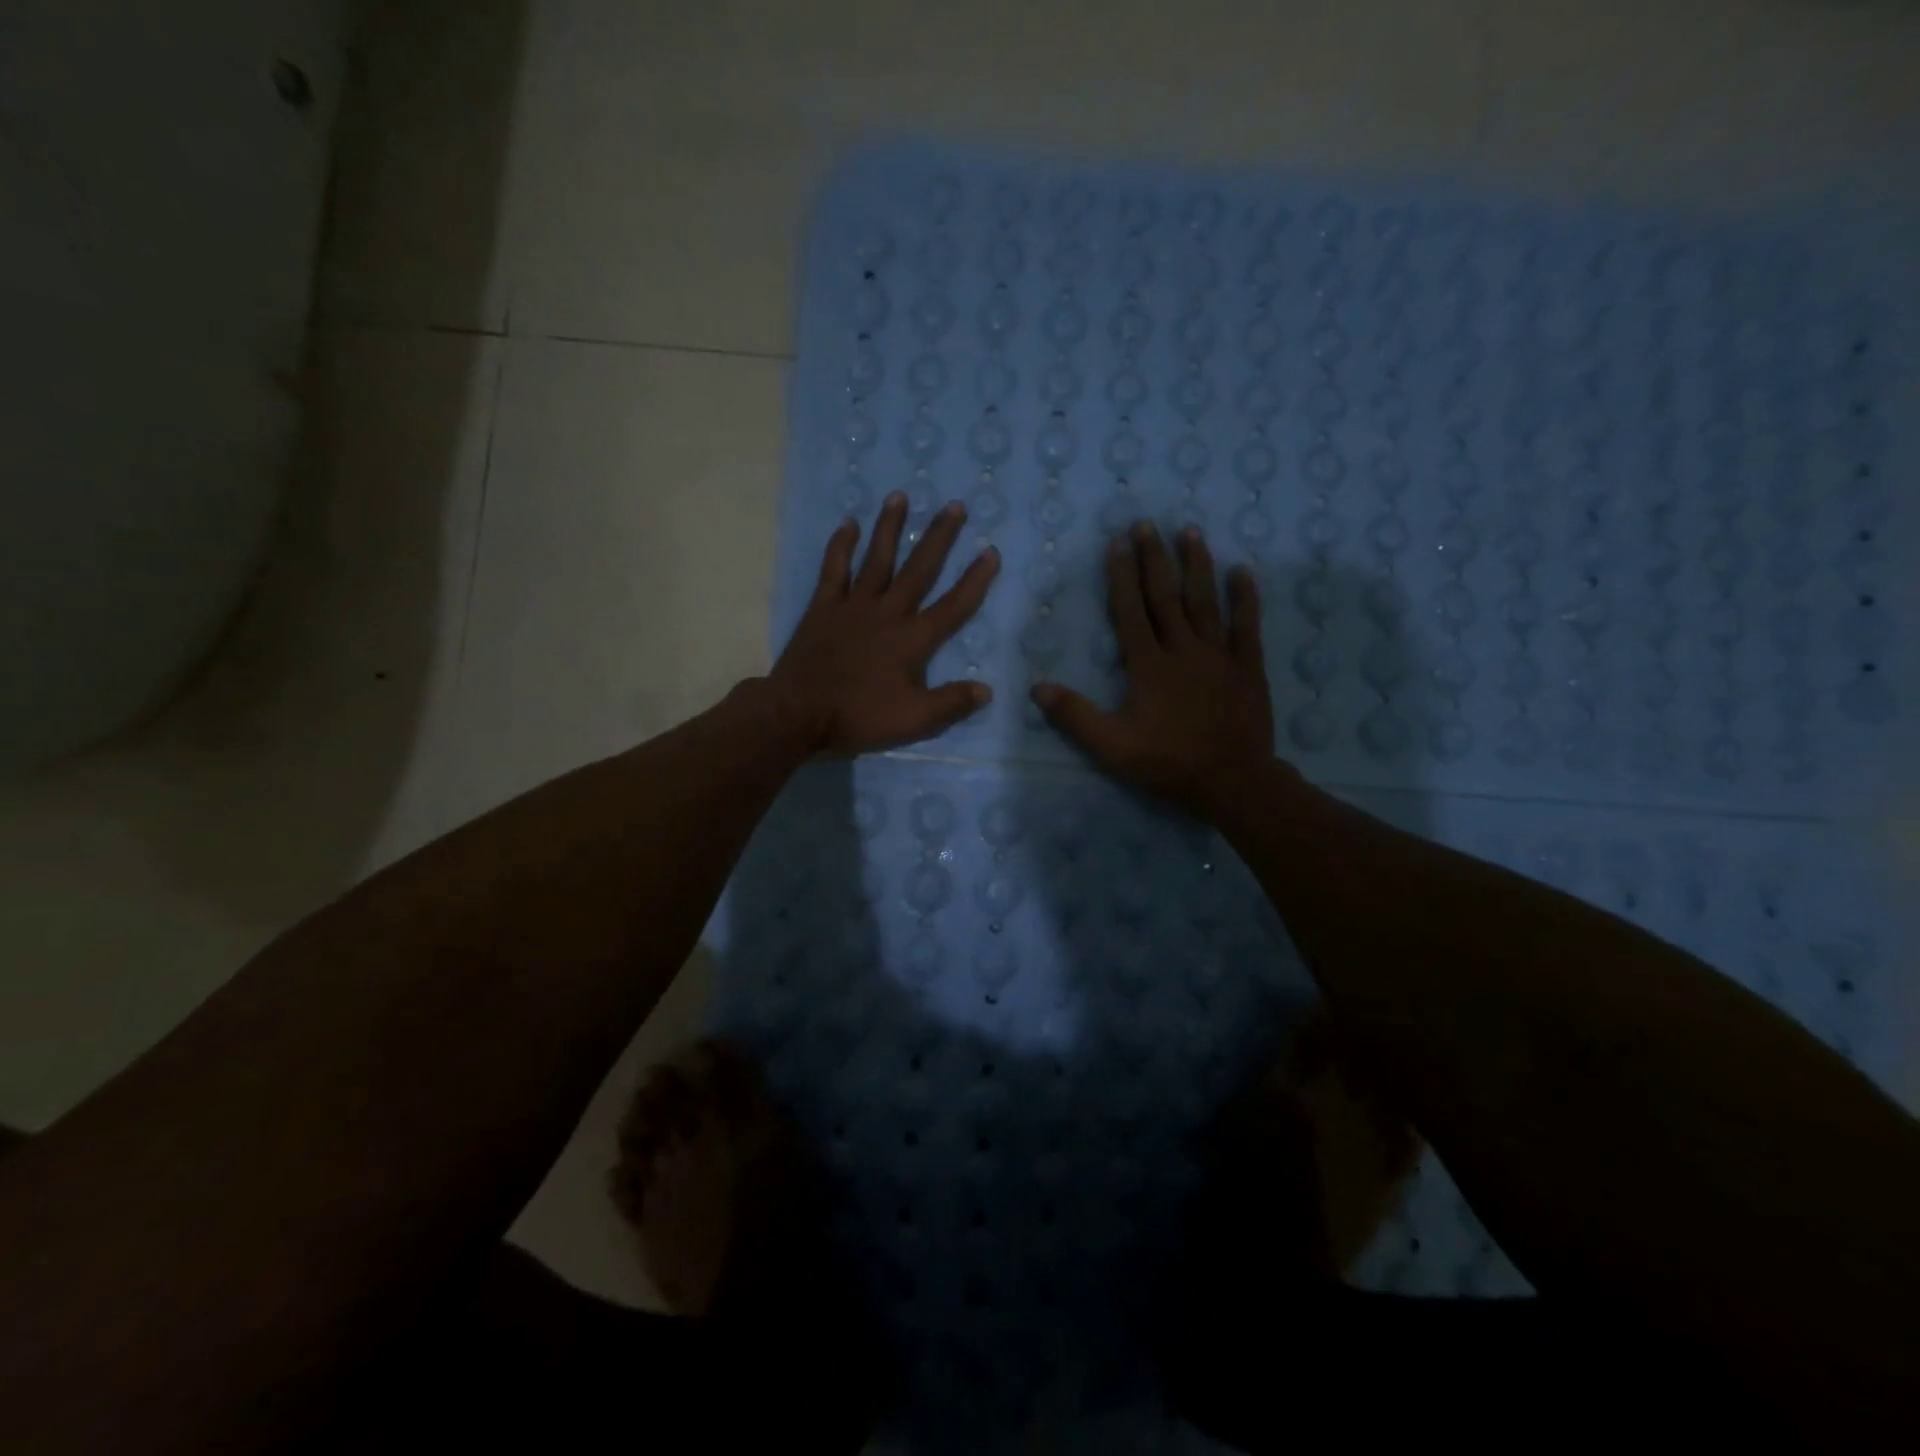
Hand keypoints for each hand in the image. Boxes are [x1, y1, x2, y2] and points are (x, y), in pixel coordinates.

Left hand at [769, 492, 999, 754]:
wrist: (799, 712)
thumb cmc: (858, 716)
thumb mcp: (913, 719)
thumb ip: (951, 702)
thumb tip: (987, 690)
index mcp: (912, 639)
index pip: (953, 605)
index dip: (975, 580)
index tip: (991, 551)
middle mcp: (887, 612)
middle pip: (918, 569)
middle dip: (939, 537)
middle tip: (954, 505)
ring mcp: (853, 605)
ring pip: (876, 558)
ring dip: (890, 527)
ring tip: (900, 496)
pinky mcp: (823, 606)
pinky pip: (835, 569)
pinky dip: (841, 546)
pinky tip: (849, 524)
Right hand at [1032, 523, 1273, 819]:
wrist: (1232, 781)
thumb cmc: (1168, 763)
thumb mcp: (1112, 747)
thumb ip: (1075, 716)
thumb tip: (1037, 687)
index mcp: (1148, 665)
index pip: (1130, 611)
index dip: (1122, 576)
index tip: (1117, 543)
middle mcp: (1183, 649)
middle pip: (1166, 596)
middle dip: (1154, 558)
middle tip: (1147, 524)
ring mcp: (1219, 655)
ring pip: (1205, 601)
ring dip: (1197, 565)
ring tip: (1190, 531)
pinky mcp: (1247, 667)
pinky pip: (1246, 625)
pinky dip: (1245, 598)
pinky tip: (1243, 572)